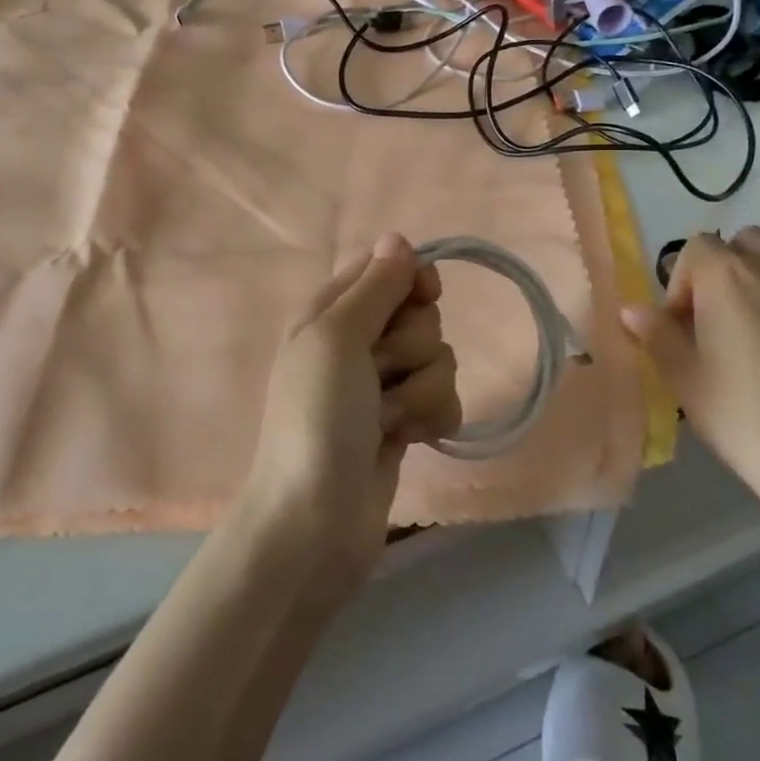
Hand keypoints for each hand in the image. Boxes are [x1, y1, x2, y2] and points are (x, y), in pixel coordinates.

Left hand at [242, 234, 461, 586]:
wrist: (314, 523)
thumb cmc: (317, 418)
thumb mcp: (336, 338)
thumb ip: (374, 286)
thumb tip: (399, 237)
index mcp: (331, 311)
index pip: (387, 267)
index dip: (412, 278)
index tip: (423, 295)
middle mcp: (358, 341)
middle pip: (419, 313)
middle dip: (411, 345)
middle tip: (379, 374)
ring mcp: (383, 385)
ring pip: (439, 356)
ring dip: (420, 389)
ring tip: (387, 419)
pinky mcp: (405, 422)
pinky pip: (445, 398)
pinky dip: (432, 417)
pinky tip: (409, 439)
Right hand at [622, 228, 759, 534]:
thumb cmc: (744, 417)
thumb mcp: (684, 380)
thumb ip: (655, 335)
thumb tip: (633, 309)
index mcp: (725, 276)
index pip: (696, 248)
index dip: (685, 281)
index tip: (684, 325)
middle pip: (747, 242)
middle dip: (730, 269)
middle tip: (724, 319)